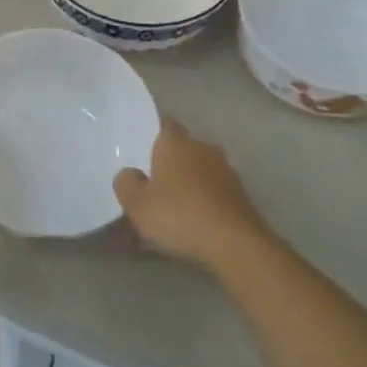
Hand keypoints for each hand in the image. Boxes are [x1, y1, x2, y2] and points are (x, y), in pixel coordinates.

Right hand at [113, 116, 273, 271]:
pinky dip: (203, 201)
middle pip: (182, 148)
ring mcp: (225, 171)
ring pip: (199, 170)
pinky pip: (213, 191)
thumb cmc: (179, 216)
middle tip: (152, 181)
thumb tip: (130, 173)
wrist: (235, 244)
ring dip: (188, 182)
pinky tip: (194, 222)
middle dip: (169, 161)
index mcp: (175, 143)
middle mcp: (202, 148)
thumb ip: (126, 183)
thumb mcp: (137, 204)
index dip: (153, 131)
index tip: (142, 144)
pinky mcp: (240, 195)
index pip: (164, 123)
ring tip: (173, 206)